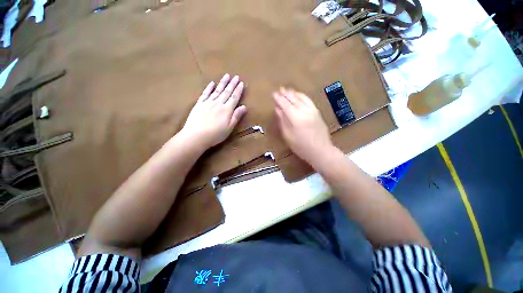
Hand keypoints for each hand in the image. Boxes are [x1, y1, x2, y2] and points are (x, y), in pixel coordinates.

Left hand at [180, 74, 246, 149]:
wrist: (196, 136)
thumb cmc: (215, 134)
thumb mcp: (229, 128)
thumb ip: (236, 116)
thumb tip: (244, 106)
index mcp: (226, 110)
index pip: (234, 98)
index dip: (238, 90)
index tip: (241, 83)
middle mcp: (218, 103)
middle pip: (226, 92)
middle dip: (232, 84)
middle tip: (236, 76)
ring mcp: (208, 103)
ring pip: (217, 90)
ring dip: (222, 83)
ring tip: (226, 76)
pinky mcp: (199, 104)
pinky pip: (205, 94)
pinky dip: (209, 88)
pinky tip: (212, 83)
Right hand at [273, 88, 333, 166]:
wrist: (321, 150)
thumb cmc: (301, 146)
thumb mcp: (288, 136)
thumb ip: (283, 121)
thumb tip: (278, 109)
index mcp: (296, 118)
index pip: (285, 105)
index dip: (279, 99)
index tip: (273, 94)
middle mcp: (305, 111)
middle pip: (293, 99)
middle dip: (285, 94)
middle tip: (279, 89)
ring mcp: (312, 110)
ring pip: (302, 98)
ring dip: (293, 93)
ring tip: (287, 90)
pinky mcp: (317, 112)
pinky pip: (309, 100)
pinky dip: (302, 96)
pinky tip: (298, 95)